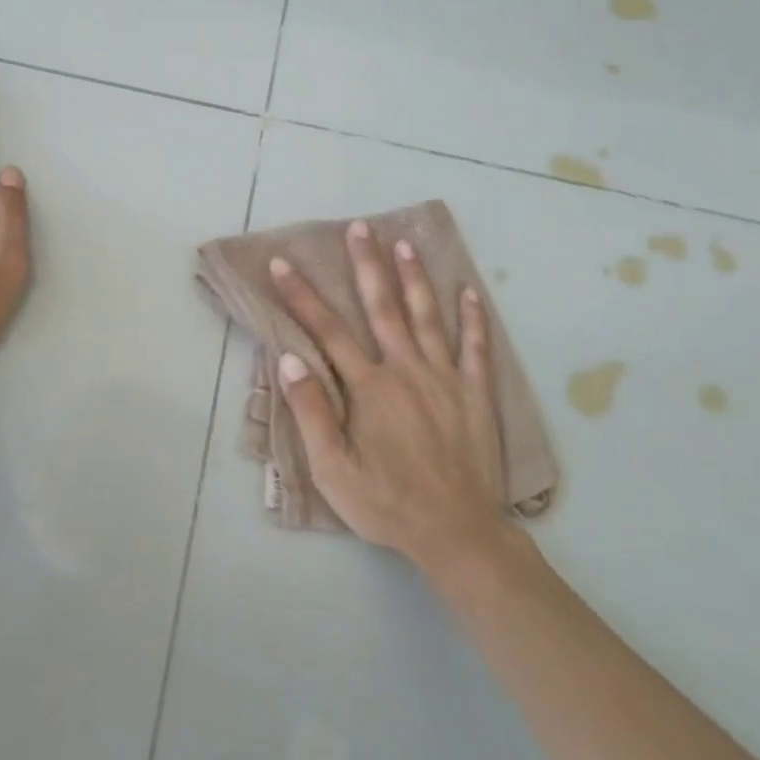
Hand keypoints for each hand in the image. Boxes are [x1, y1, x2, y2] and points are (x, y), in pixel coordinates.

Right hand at [270, 221, 506, 567]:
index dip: (302, 296)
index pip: (328, 331)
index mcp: (369, 387)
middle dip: (367, 264)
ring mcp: (446, 378)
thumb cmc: (386, 504)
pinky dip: (472, 318)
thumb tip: (288, 359)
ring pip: (427, 316)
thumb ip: (311, 411)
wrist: (457, 533)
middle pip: (382, 307)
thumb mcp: (333, 469)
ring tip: (405, 243)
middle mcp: (406, 370)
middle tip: (359, 227)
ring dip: (415, 277)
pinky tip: (470, 292)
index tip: (283, 264)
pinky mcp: (475, 394)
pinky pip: (476, 347)